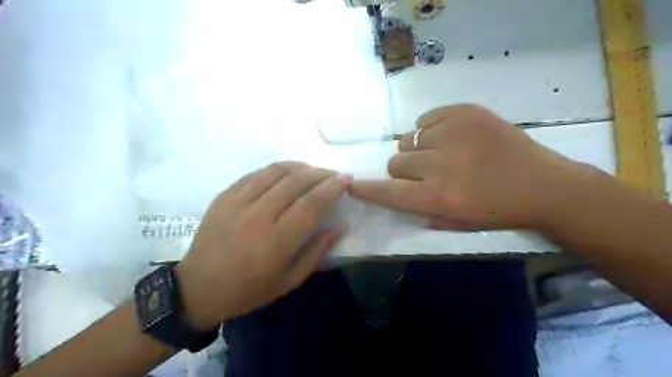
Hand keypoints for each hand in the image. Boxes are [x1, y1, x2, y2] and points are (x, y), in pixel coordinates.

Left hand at [173, 162, 352, 329]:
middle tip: (333, 174)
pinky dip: (277, 169)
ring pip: (276, 171)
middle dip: (321, 173)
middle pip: (296, 181)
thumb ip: (316, 252)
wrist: (198, 287)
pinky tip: (287, 172)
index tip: (346, 180)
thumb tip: (338, 227)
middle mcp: (259, 216)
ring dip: (301, 166)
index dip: (333, 188)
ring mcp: (238, 202)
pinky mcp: (225, 195)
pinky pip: (256, 173)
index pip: (312, 204)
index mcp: (277, 241)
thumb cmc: (249, 290)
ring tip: (313, 171)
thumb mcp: (289, 281)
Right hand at [354, 105, 588, 230]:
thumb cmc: (497, 211)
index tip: (352, 184)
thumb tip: (393, 192)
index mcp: (438, 197)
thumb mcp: (454, 224)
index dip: (366, 188)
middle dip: (403, 170)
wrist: (543, 184)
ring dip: (417, 150)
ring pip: (409, 139)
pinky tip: (450, 138)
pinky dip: (430, 130)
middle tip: (423, 173)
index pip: (387, 191)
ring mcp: (453, 133)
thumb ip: (417, 210)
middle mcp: (440, 165)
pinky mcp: (465, 112)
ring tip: (440, 154)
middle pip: (395, 162)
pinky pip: (425, 120)